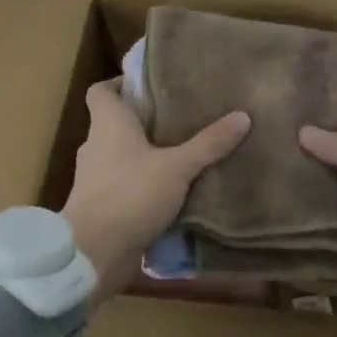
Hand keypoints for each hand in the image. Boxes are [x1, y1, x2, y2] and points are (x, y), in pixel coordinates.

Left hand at [61, 79, 250, 301]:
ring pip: (120, 156)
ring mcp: (94, 179)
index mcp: (107, 124)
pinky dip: (142, 184)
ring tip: (181, 153)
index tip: (149, 85)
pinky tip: (171, 191)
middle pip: (115, 123)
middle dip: (144, 120)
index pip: (101, 91)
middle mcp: (96, 146)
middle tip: (180, 117)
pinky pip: (123, 185)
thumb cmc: (130, 195)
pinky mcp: (100, 206)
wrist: (93, 253)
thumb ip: (209, 143)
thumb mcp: (177, 167)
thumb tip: (243, 116)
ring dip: (144, 155)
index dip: (120, 83)